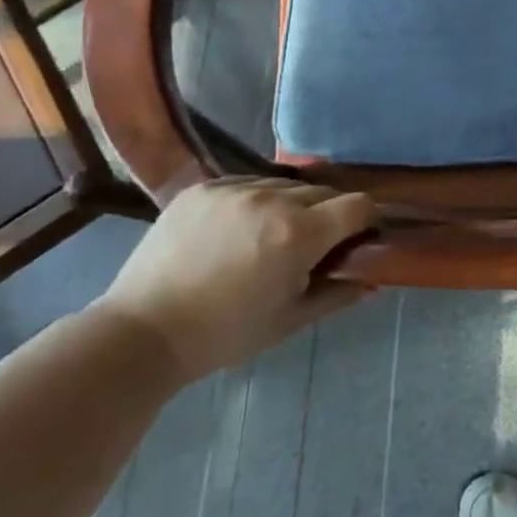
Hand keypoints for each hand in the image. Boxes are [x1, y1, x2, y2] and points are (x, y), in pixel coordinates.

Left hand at [98, 179, 375, 382]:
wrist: (143, 331)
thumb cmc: (225, 334)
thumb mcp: (289, 320)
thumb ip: (337, 293)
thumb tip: (373, 280)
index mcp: (299, 233)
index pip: (358, 205)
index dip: (365, 220)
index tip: (355, 239)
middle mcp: (273, 199)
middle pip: (323, 192)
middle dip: (327, 215)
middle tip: (310, 245)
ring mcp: (235, 188)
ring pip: (285, 185)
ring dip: (289, 205)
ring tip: (269, 235)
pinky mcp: (203, 187)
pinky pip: (247, 183)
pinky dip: (253, 200)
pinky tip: (237, 228)